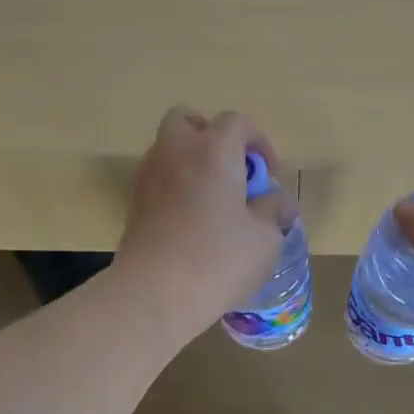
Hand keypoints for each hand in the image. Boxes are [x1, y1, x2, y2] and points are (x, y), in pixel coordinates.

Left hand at [114, 107, 290, 344]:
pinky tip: (190, 220)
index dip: (258, 142)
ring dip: (191, 161)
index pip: (236, 122)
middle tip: (231, 171)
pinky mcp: (134, 201)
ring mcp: (149, 175)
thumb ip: (274, 211)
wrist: (154, 293)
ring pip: (169, 148)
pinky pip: (159, 177)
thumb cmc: (218, 259)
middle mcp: (176, 151)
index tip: (268, 175)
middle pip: (188, 120)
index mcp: (214, 150)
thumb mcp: (265, 238)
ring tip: (212, 200)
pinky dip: (175, 185)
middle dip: (211, 136)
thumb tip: (279, 202)